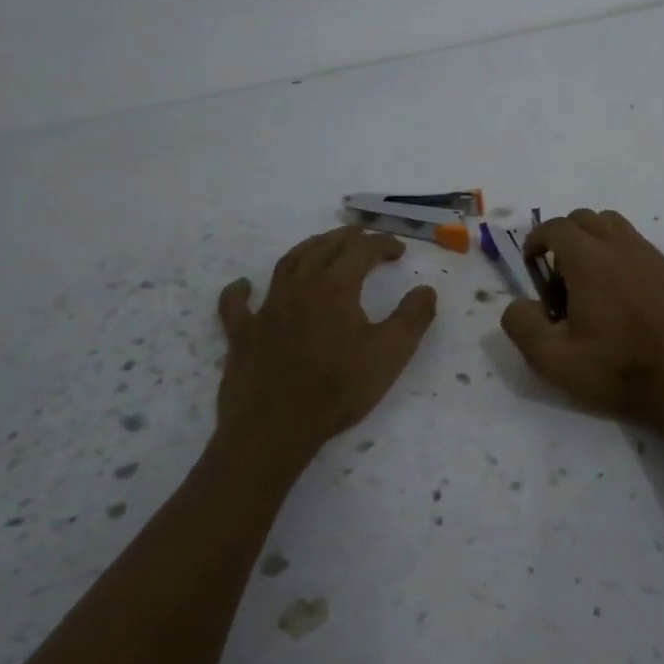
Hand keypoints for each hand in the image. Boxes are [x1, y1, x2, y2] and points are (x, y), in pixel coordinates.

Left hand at [215, 227, 437, 464]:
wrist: (276, 428)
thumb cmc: (339, 389)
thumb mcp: (391, 354)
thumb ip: (413, 317)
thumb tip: (426, 290)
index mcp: (335, 286)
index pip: (362, 251)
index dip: (383, 245)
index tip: (399, 251)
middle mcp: (299, 286)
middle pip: (324, 247)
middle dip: (348, 237)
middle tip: (365, 235)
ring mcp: (267, 308)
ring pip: (287, 263)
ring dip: (309, 248)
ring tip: (323, 246)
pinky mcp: (243, 333)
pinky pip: (236, 304)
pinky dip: (240, 290)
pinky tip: (244, 285)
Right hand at [500, 208, 663, 431]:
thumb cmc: (616, 368)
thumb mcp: (552, 358)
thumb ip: (521, 324)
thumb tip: (518, 304)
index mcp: (588, 258)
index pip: (555, 226)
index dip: (536, 240)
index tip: (532, 265)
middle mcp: (620, 245)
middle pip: (585, 218)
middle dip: (564, 237)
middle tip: (560, 277)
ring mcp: (651, 255)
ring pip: (615, 225)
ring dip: (595, 240)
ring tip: (591, 280)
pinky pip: (640, 246)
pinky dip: (622, 256)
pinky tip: (625, 295)